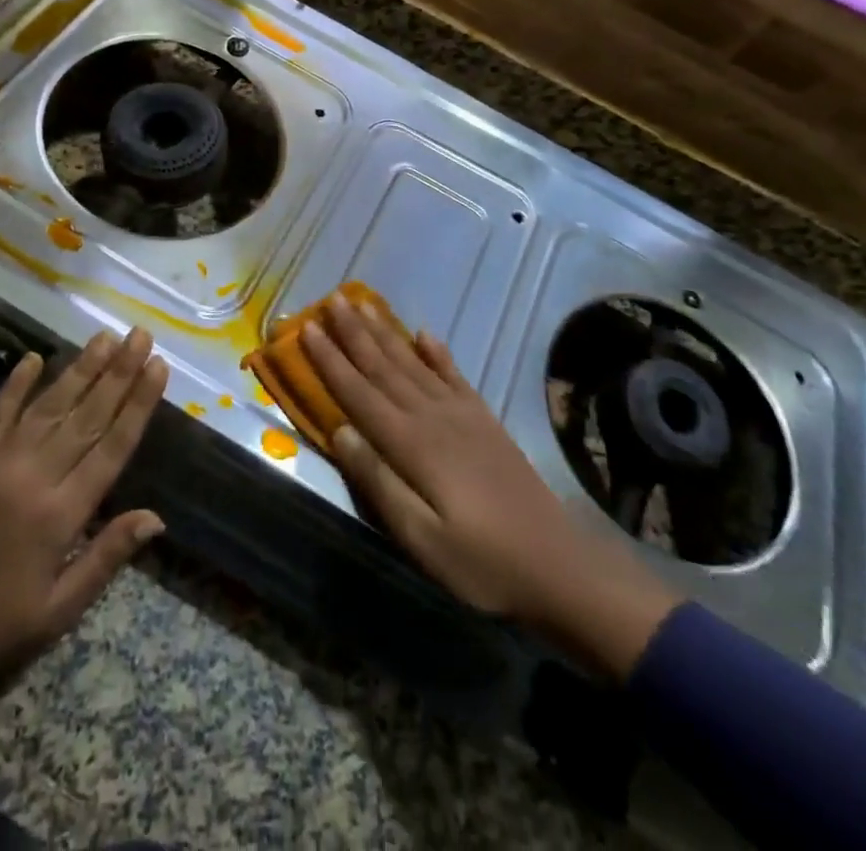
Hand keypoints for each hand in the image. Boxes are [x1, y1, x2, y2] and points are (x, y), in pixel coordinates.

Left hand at [0, 328, 168, 781]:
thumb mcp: (60, 609)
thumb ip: (107, 556)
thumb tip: (156, 517)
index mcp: (61, 515)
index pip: (112, 446)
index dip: (138, 404)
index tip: (158, 367)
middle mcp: (32, 478)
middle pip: (86, 416)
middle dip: (118, 373)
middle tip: (140, 335)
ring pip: (47, 407)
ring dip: (79, 370)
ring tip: (104, 338)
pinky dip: (14, 385)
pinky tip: (33, 357)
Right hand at [302, 294, 681, 679]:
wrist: (557, 565)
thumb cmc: (480, 562)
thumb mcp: (421, 538)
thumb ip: (379, 482)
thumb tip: (340, 431)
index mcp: (411, 444)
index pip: (359, 393)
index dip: (331, 360)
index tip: (308, 327)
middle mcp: (432, 417)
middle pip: (384, 367)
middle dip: (354, 334)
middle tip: (332, 300)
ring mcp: (462, 414)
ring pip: (413, 363)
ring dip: (386, 334)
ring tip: (364, 305)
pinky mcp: (484, 420)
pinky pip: (454, 375)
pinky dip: (437, 352)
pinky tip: (424, 333)